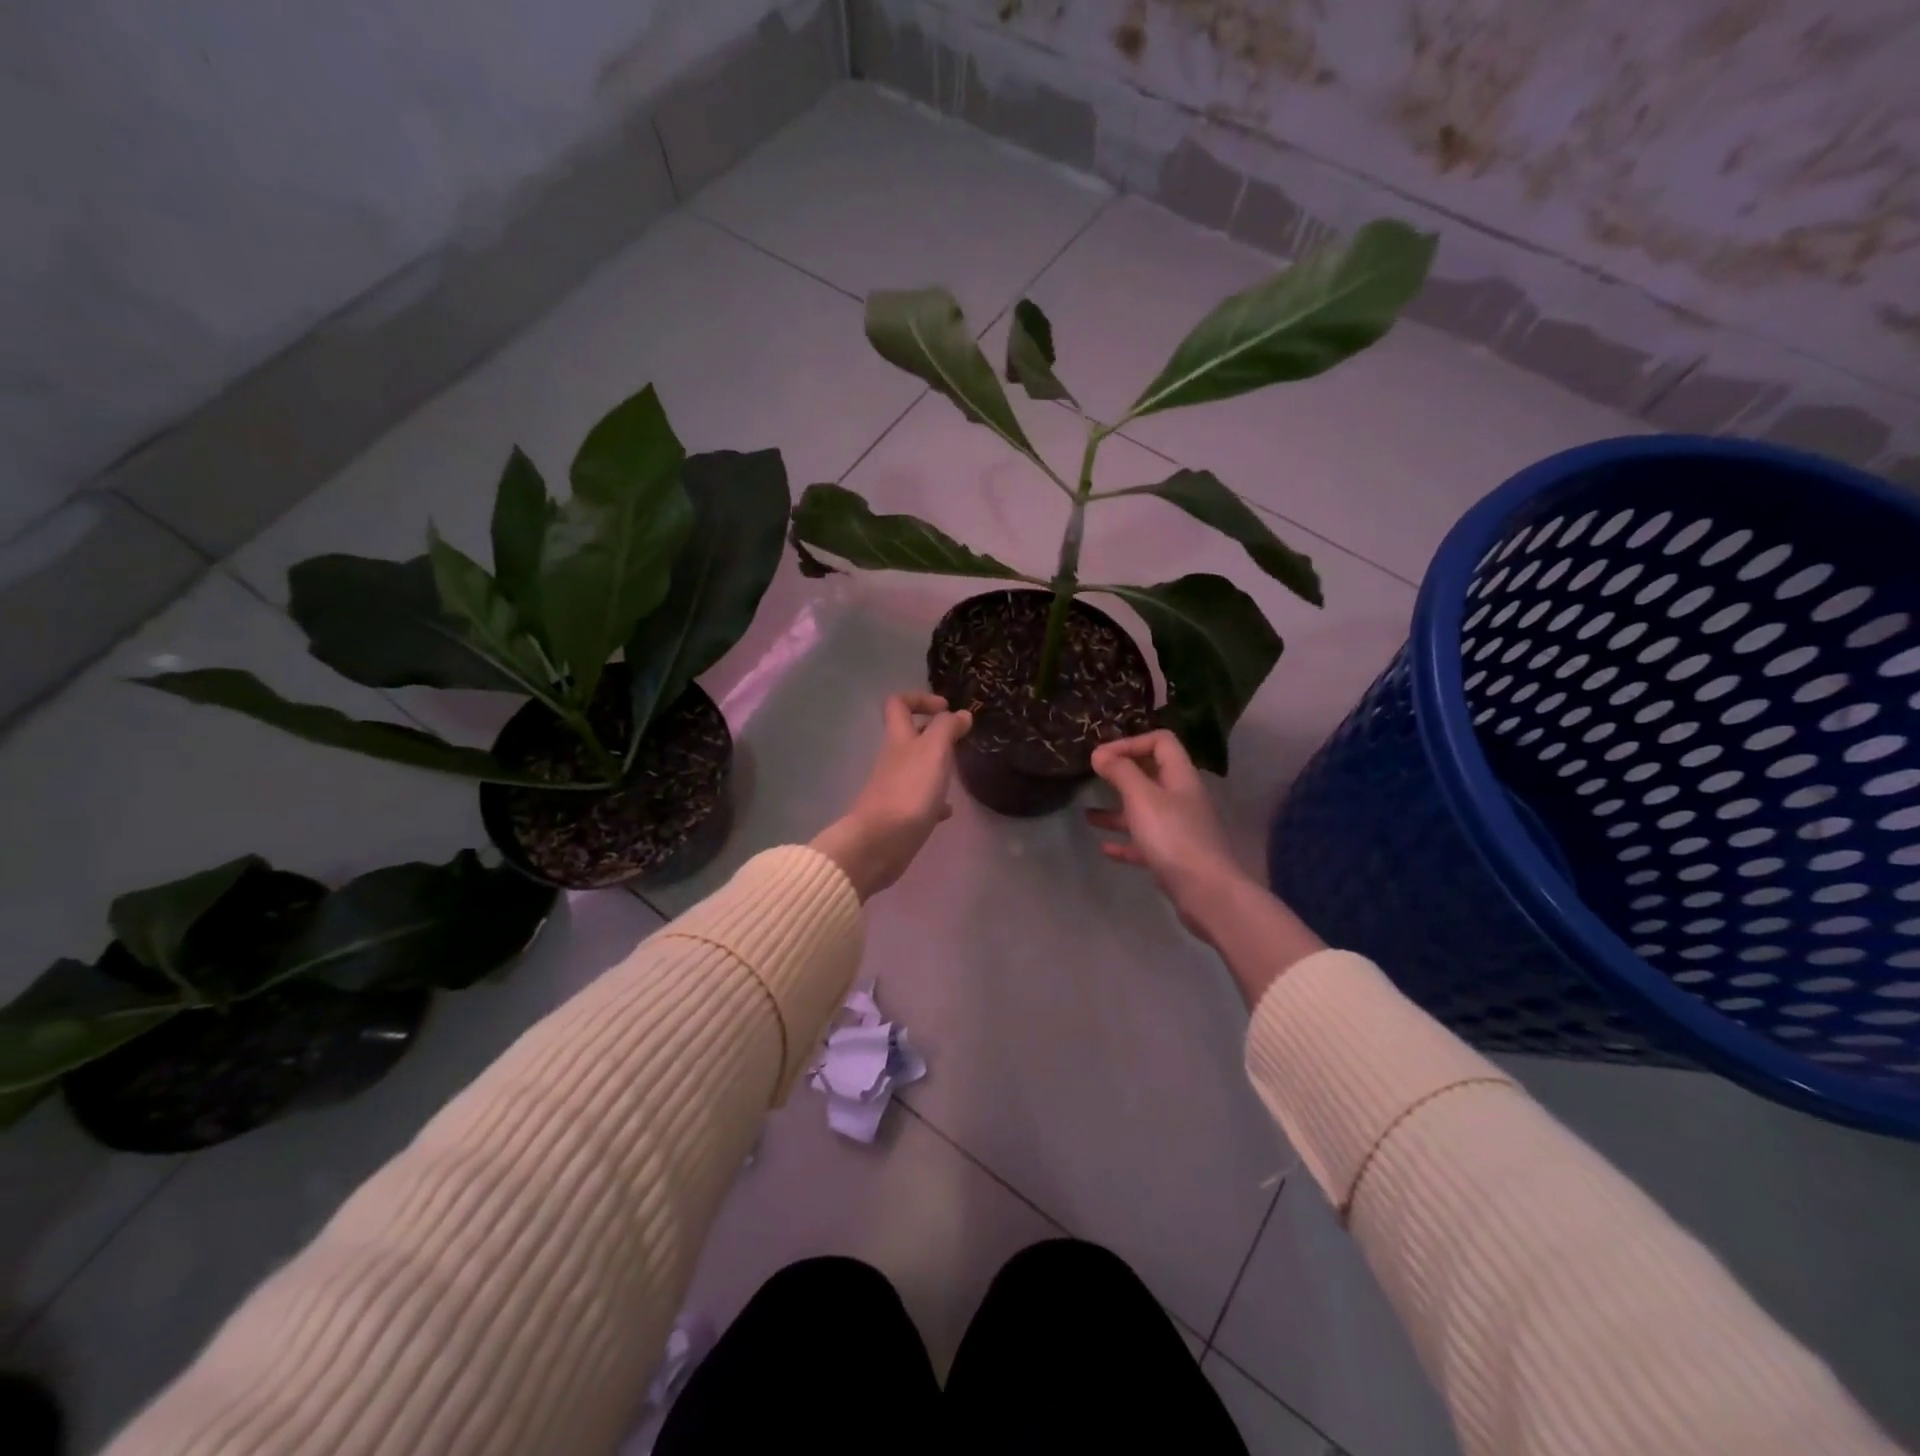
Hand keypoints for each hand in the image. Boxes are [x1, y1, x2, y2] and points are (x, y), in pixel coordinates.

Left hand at [812, 693, 972, 900]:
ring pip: (917, 767)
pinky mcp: (901, 814)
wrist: (880, 842)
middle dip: (934, 733)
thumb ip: (947, 728)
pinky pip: (920, 800)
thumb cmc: (909, 790)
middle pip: (909, 735)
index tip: (946, 708)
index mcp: (898, 738)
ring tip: (959, 772)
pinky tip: (948, 810)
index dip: (920, 699)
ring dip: (937, 766)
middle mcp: (894, 759)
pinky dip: (935, 800)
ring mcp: (895, 787)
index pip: (898, 704)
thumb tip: (960, 714)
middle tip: (959, 739)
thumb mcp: (933, 750)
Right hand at [1087, 730, 1254, 943]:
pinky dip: (1125, 841)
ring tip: (1088, 815)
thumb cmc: (1173, 837)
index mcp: (1180, 777)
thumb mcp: (1142, 798)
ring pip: (1145, 811)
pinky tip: (1104, 848)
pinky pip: (1145, 842)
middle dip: (1122, 775)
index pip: (1161, 742)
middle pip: (1152, 775)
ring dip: (1117, 811)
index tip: (1101, 756)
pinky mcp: (1174, 857)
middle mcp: (1182, 799)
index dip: (1131, 742)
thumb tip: (1100, 753)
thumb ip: (1121, 772)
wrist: (1207, 893)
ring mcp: (1179, 829)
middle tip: (1094, 778)